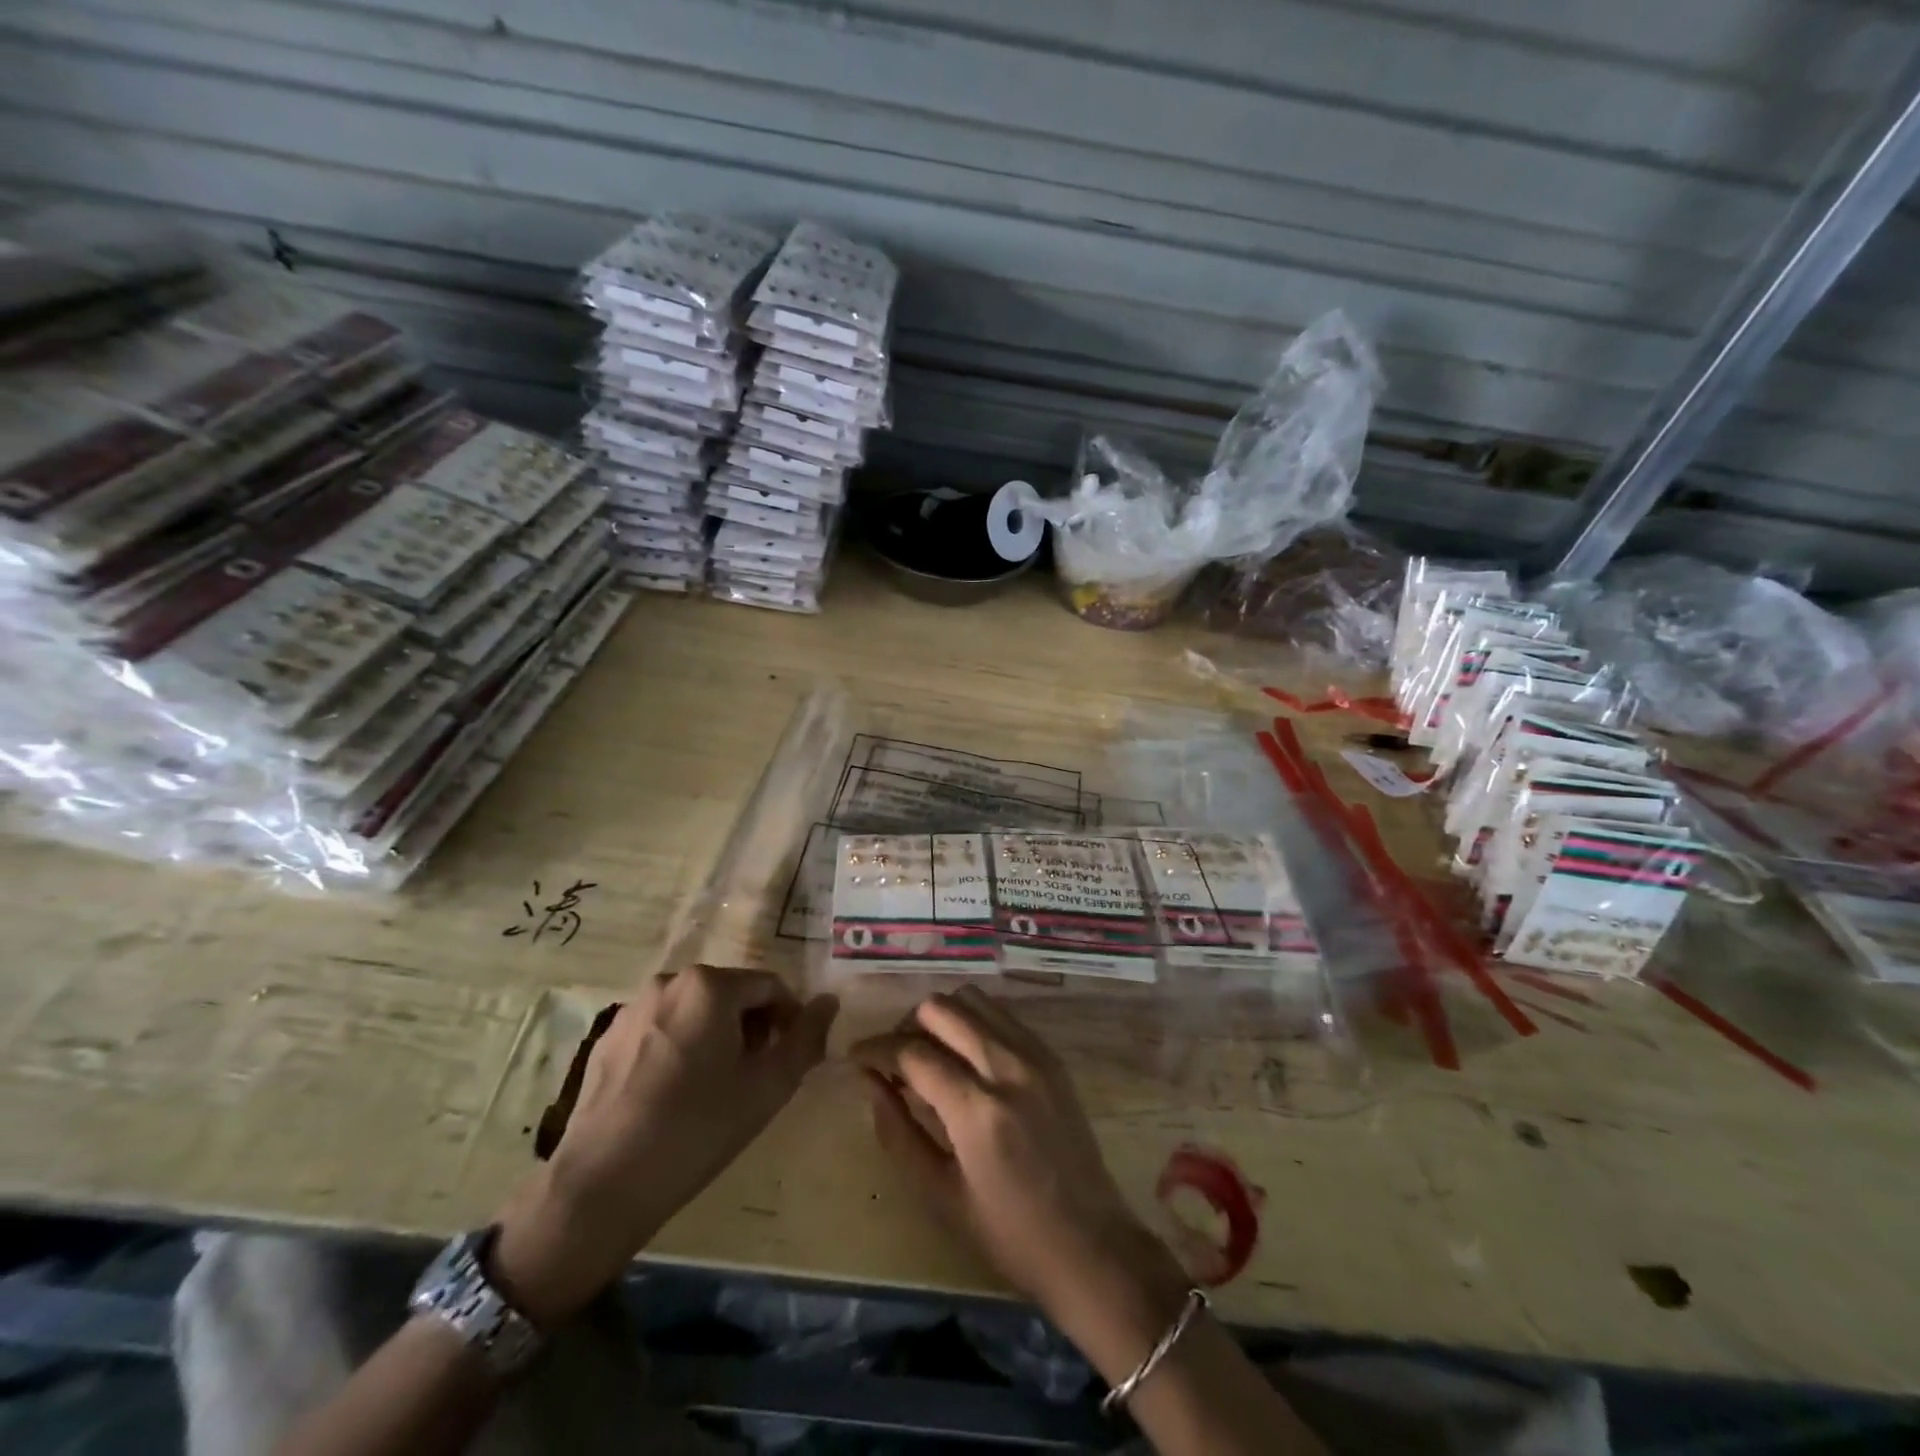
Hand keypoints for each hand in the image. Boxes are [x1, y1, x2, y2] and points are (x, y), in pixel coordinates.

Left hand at [490, 967, 837, 1326]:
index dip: (790, 1018)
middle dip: (752, 1026)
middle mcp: (670, 981)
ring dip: (716, 1035)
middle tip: (757, 1074)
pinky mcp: (608, 1038)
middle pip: (731, 994)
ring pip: (695, 1010)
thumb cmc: (697, 1129)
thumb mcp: (768, 1086)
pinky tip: (675, 1093)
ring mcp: (633, 1008)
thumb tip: (830, 1002)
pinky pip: (661, 1028)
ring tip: (717, 1086)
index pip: (770, 986)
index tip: (792, 1056)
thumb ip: (806, 1037)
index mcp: (711, 985)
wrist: (602, 1184)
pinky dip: (680, 1047)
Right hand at [850, 987, 1186, 1339]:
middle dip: (906, 1026)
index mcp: (977, 1110)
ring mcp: (1035, 1055)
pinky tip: (965, 1055)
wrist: (1091, 1245)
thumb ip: (899, 1132)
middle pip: (941, 1009)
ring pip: (973, 999)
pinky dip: (974, 1021)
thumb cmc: (1009, 1234)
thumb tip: (869, 1082)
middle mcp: (1007, 1067)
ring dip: (942, 1017)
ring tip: (929, 1053)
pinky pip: (1002, 1014)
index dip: (875, 1049)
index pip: (912, 1052)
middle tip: (894, 1059)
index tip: (856, 1057)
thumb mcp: (940, 1195)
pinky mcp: (1051, 1056)